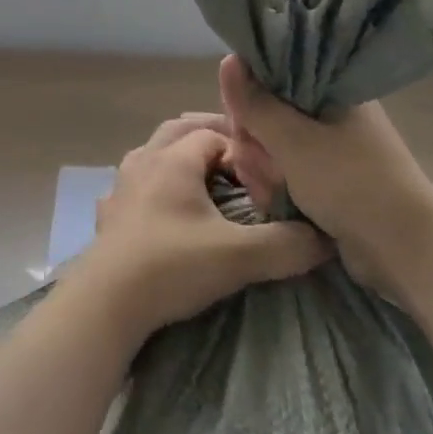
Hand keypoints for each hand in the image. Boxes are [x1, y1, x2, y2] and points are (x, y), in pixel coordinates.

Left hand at [70, 115, 329, 339]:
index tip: (263, 170)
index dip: (241, 146)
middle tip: (238, 158)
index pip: (213, 134)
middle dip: (209, 137)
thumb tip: (325, 239)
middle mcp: (144, 162)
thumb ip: (286, 245)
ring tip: (203, 180)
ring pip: (152, 154)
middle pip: (178, 131)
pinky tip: (161, 210)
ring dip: (177, 158)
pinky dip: (152, 187)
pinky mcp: (109, 216)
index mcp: (173, 159)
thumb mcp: (239, 256)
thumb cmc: (172, 266)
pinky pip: (133, 187)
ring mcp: (121, 188)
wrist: (106, 302)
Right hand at [218, 55, 432, 293]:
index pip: (276, 75)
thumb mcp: (293, 141)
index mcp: (334, 90)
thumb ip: (256, 104)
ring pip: (272, 145)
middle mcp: (332, 113)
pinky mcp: (327, 178)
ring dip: (262, 167)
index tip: (240, 122)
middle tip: (254, 164)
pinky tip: (271, 200)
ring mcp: (330, 148)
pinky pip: (285, 170)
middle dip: (253, 142)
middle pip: (269, 112)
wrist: (403, 250)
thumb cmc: (350, 183)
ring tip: (266, 190)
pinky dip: (275, 184)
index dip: (250, 95)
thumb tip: (228, 59)